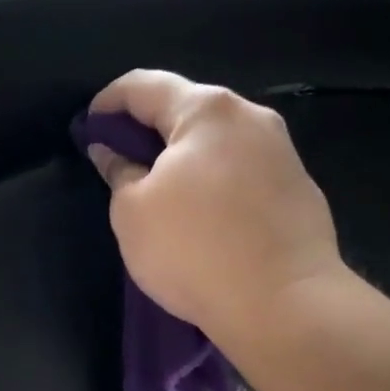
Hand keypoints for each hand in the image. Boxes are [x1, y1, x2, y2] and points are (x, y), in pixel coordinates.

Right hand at [85, 71, 344, 343]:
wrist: (286, 304)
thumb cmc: (196, 250)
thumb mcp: (133, 212)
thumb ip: (119, 171)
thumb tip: (112, 152)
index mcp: (207, 110)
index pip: (145, 85)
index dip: (107, 102)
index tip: (89, 128)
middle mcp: (252, 117)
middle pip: (188, 109)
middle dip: (150, 130)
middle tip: (122, 161)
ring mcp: (283, 153)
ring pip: (220, 143)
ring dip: (187, 158)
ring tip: (163, 193)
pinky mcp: (300, 189)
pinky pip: (246, 172)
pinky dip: (218, 182)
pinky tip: (208, 216)